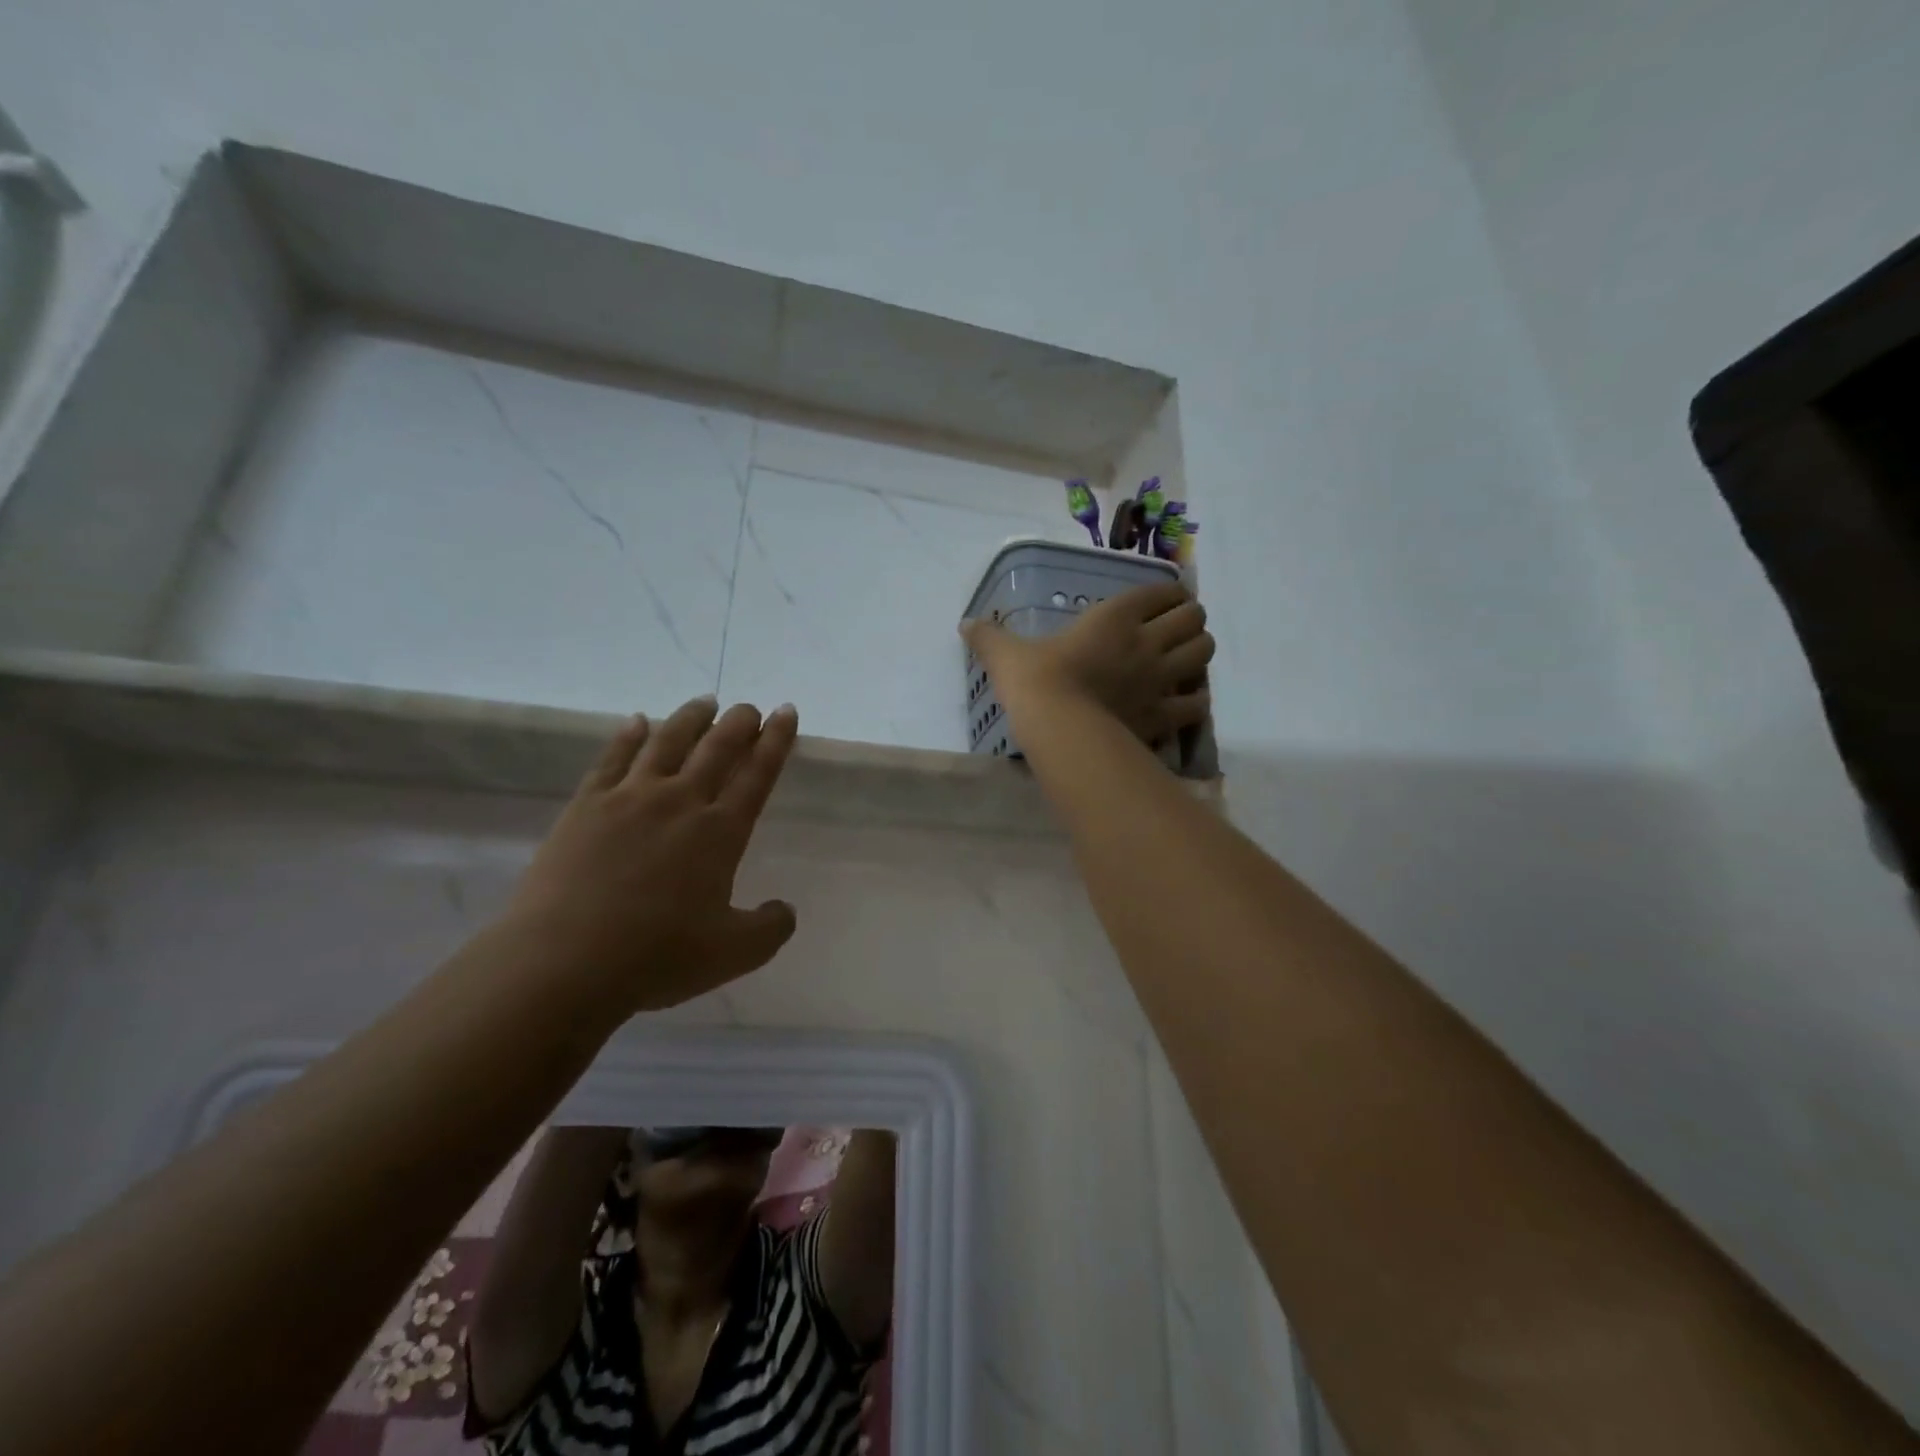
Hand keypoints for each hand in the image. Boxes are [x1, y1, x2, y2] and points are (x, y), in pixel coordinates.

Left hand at [503, 696, 799, 1015]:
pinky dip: (628, 736)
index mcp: (720, 832)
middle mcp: (680, 802)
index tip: (785, 712)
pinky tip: (637, 721)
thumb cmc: (657, 957)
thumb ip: (771, 928)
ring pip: (667, 743)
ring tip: (704, 702)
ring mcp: (629, 799)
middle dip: (739, 723)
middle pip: (716, 749)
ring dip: (690, 719)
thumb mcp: (734, 953)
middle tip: (749, 707)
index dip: (776, 741)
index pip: (757, 775)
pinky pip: (612, 759)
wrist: (564, 962)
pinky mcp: (586, 807)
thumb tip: (785, 909)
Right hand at [963, 581, 1212, 745]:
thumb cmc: (1035, 681)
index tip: (1161, 601)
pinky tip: (1186, 701)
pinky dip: (1197, 699)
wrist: (1058, 727)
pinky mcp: (1164, 715)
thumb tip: (965, 624)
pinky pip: (1198, 703)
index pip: (1161, 591)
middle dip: (1190, 620)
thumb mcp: (1007, 654)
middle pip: (1194, 619)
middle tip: (1175, 631)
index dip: (1167, 593)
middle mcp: (1146, 642)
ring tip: (1185, 660)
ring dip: (1199, 652)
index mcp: (1115, 616)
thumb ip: (989, 637)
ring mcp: (1160, 680)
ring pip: (1204, 653)